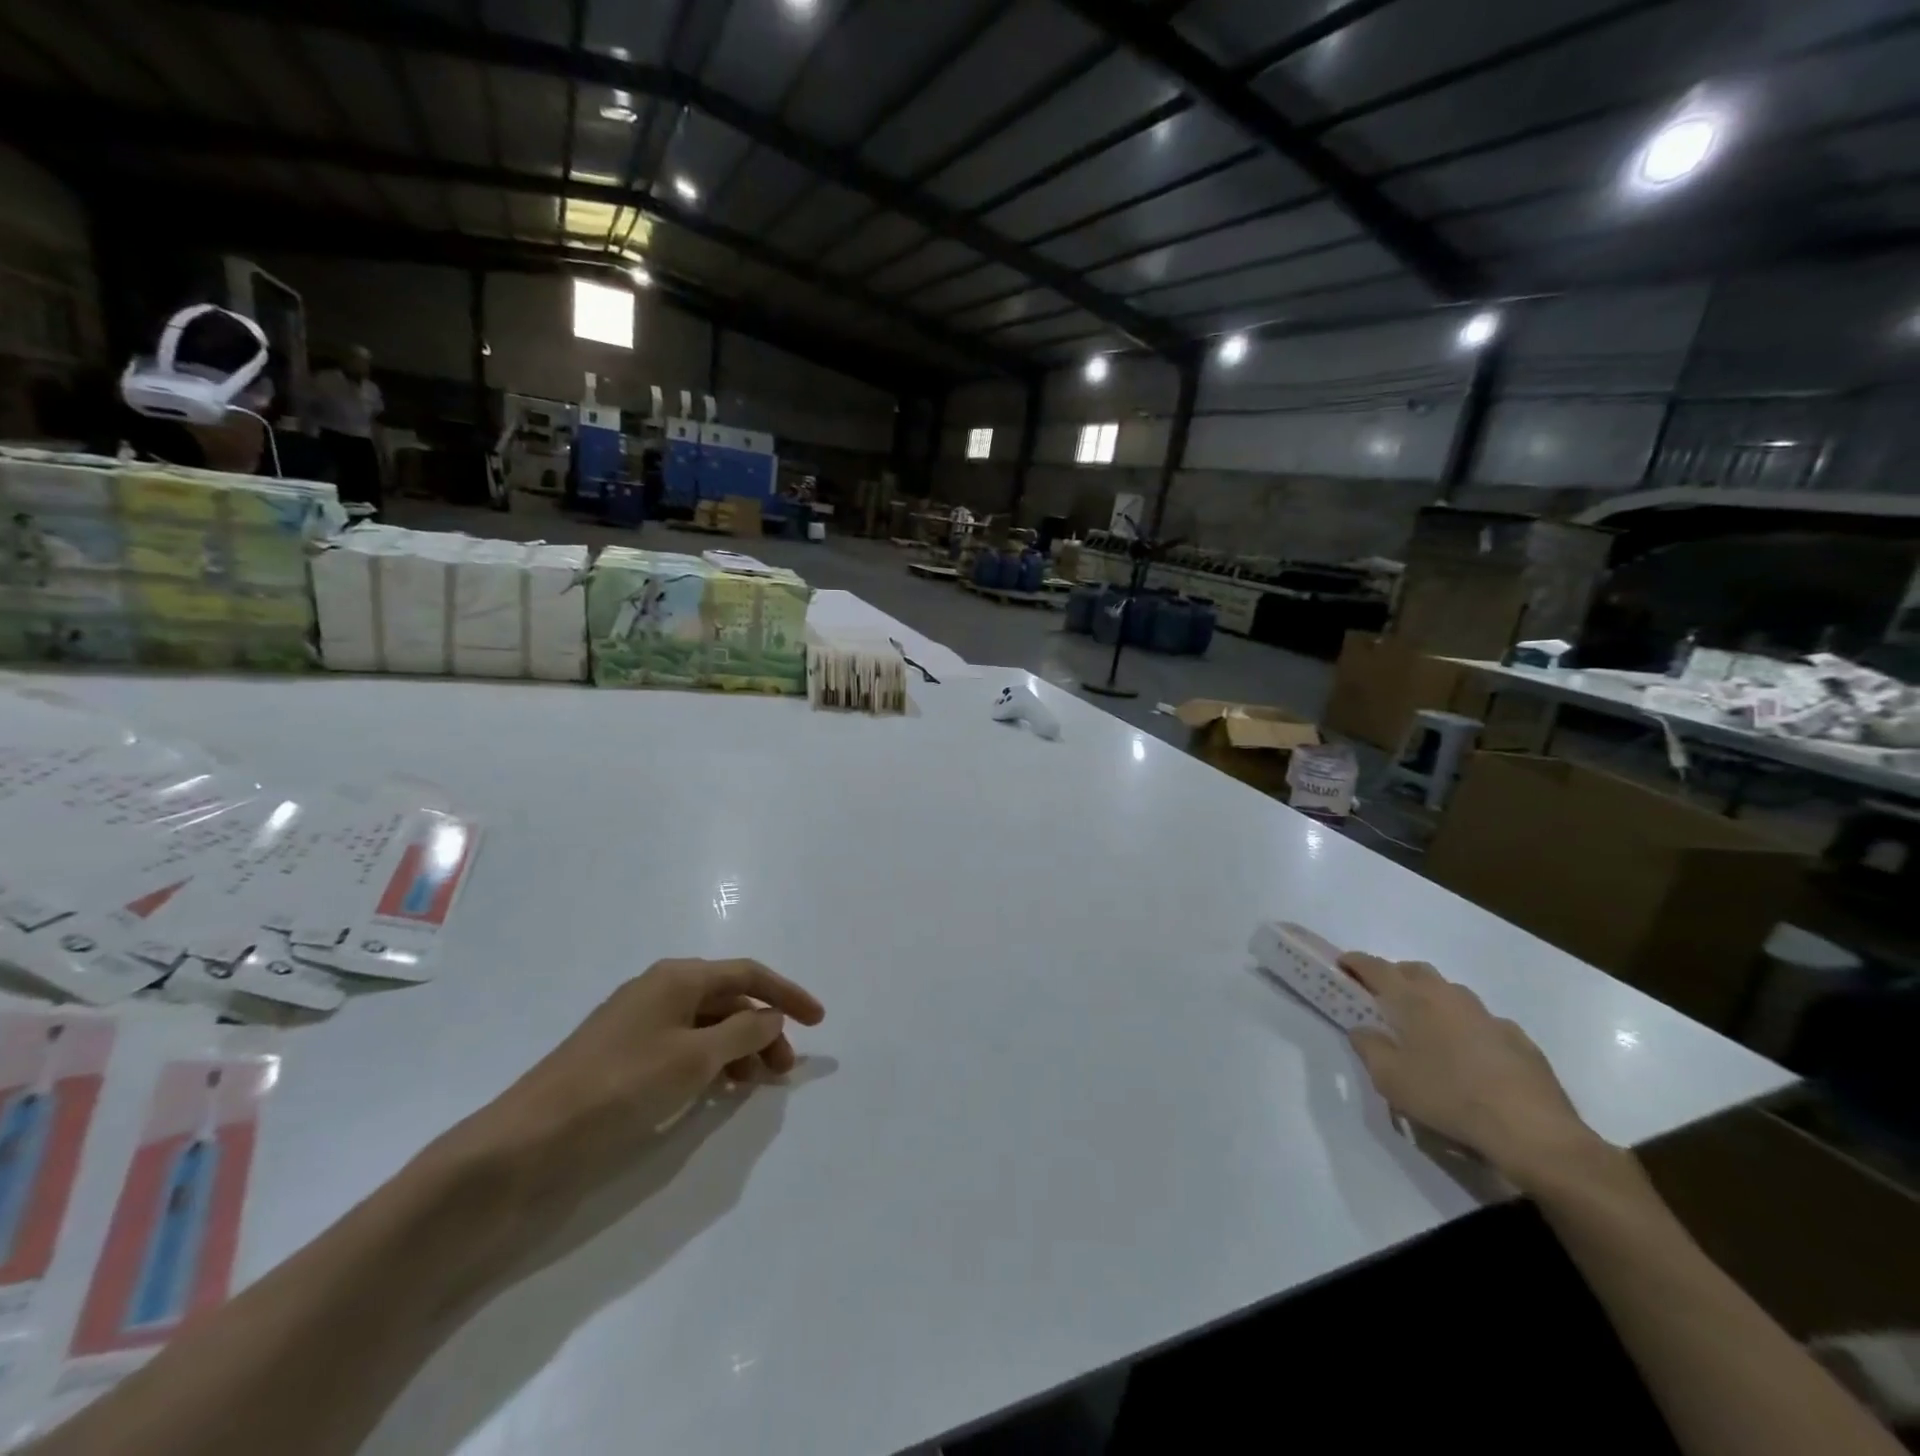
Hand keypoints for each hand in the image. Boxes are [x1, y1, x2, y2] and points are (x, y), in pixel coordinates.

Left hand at [443, 958, 824, 1212]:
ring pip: (708, 1026)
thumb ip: (743, 1032)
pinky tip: (718, 1090)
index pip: (748, 974)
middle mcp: (660, 991)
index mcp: (677, 978)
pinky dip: (711, 1063)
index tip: (819, 1021)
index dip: (787, 994)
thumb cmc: (619, 1087)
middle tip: (783, 1072)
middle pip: (729, 999)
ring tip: (755, 1085)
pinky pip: (684, 1048)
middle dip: (763, 1028)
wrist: (526, 1143)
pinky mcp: (624, 1059)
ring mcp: (639, 1025)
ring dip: (739, 1048)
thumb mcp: (693, 1057)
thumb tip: (772, 1016)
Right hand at [1340, 953, 1606, 1187]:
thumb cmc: (1447, 1097)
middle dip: (1394, 976)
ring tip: (1424, 1026)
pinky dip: (1466, 1027)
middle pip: (1415, 971)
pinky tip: (1468, 1054)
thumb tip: (1362, 1029)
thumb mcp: (1390, 1078)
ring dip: (1432, 999)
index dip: (1355, 962)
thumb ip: (1368, 1047)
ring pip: (1451, 993)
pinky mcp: (1518, 1039)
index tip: (1342, 964)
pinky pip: (1482, 1022)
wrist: (1532, 1130)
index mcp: (1413, 999)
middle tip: (1381, 996)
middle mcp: (1449, 996)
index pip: (1376, 967)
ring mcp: (1488, 1016)